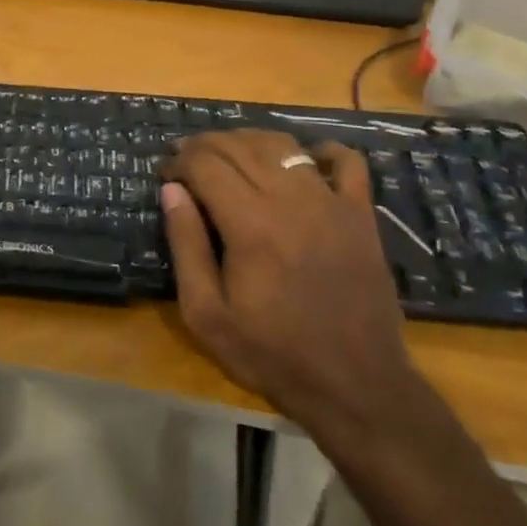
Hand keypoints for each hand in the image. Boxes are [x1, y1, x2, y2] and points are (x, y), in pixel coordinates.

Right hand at [159, 131, 413, 442]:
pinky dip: (321, 150)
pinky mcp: (361, 215)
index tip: (166, 175)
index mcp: (250, 225)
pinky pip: (347, 162)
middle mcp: (290, 200)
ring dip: (248, 140)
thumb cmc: (271, 353)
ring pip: (283, 146)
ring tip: (228, 154)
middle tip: (185, 158)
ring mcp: (332, 203)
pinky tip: (302, 158)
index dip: (179, 161)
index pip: (206, 164)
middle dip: (205, 144)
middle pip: (240, 146)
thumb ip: (186, 247)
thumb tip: (172, 191)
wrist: (355, 385)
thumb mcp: (206, 314)